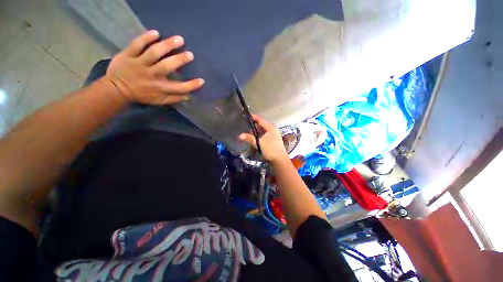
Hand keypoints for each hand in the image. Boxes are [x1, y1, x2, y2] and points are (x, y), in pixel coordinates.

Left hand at [105, 30, 203, 104]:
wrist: (116, 89)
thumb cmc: (141, 95)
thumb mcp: (159, 101)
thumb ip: (173, 99)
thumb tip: (187, 96)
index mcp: (160, 88)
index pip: (179, 88)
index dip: (192, 85)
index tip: (201, 81)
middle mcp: (151, 75)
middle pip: (167, 66)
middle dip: (180, 60)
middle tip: (190, 54)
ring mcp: (138, 64)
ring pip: (153, 52)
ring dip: (167, 45)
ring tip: (179, 39)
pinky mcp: (127, 55)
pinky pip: (137, 44)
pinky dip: (146, 38)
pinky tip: (156, 33)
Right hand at [239, 114, 288, 162]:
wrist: (280, 160)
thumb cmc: (270, 149)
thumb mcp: (259, 143)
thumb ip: (250, 138)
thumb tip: (240, 135)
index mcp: (270, 127)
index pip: (260, 120)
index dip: (253, 117)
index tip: (246, 115)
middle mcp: (273, 129)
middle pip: (261, 125)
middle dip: (253, 125)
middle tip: (245, 124)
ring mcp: (273, 134)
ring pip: (262, 130)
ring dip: (256, 131)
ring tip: (247, 131)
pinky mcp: (273, 139)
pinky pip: (264, 134)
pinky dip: (259, 135)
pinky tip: (254, 137)